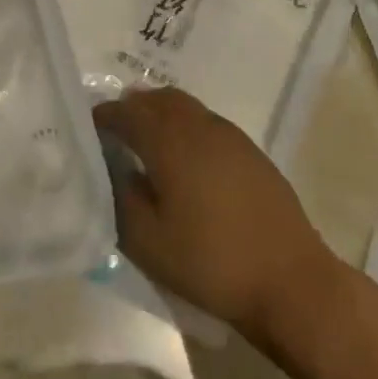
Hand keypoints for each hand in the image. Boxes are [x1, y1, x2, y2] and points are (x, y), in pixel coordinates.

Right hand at [94, 88, 343, 348]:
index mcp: (170, 142)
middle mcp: (200, 126)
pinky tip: (184, 160)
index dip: (103, 117)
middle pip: (158, 99)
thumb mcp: (147, 241)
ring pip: (186, 107)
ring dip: (160, 114)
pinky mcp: (251, 152)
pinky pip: (207, 122)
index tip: (87, 129)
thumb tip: (112, 168)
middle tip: (113, 132)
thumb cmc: (210, 262)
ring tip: (145, 143)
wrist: (289, 279)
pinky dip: (185, 127)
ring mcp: (231, 136)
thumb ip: (121, 197)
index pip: (127, 113)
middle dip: (132, 108)